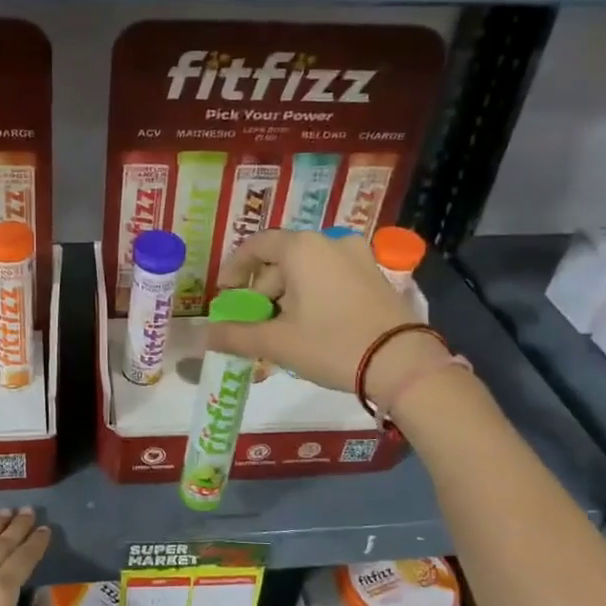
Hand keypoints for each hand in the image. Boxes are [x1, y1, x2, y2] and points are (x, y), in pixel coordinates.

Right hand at [204, 229, 455, 407]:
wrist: (402, 363)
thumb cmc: (331, 344)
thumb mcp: (277, 342)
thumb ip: (235, 335)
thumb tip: (204, 336)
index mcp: (302, 248)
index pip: (256, 245)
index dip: (234, 269)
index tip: (226, 296)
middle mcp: (330, 242)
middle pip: (282, 260)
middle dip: (262, 291)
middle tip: (254, 324)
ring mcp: (358, 257)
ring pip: (308, 271)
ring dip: (287, 297)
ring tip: (282, 332)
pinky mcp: (375, 276)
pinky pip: (331, 278)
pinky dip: (313, 296)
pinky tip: (311, 327)